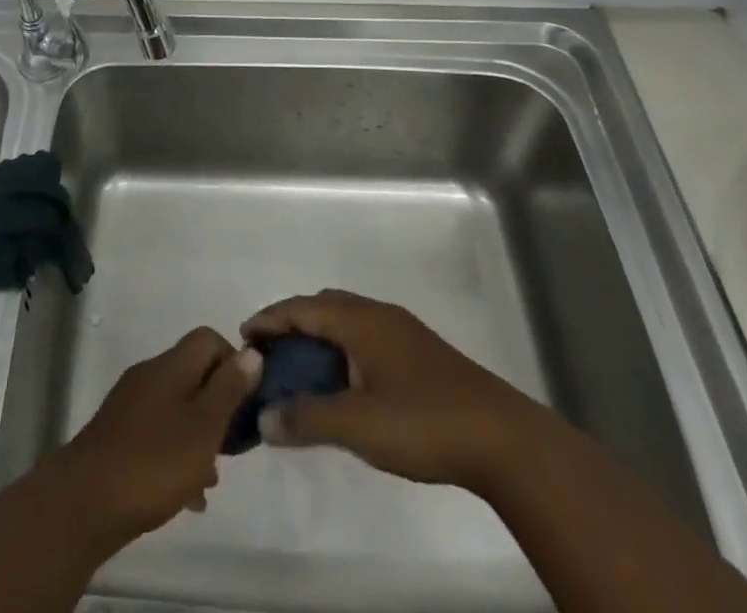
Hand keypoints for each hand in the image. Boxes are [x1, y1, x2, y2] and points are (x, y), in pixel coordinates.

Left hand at [49, 327, 261, 546]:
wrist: (85, 501)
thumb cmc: (154, 462)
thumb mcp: (204, 427)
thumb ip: (229, 389)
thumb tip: (251, 352)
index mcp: (171, 365)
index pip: (209, 338)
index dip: (234, 363)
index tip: (246, 402)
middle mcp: (150, 374)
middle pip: (194, 373)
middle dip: (218, 404)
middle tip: (232, 445)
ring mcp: (131, 403)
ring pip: (177, 406)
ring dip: (198, 433)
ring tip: (211, 477)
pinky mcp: (118, 433)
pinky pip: (158, 432)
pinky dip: (176, 453)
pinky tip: (186, 494)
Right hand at [242, 289, 530, 487]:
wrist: (503, 440)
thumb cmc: (423, 422)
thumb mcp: (357, 425)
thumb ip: (307, 419)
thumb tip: (265, 418)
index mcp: (360, 320)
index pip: (301, 307)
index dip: (270, 319)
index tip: (243, 336)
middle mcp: (378, 315)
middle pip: (323, 308)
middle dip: (292, 326)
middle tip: (270, 356)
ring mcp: (403, 333)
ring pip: (347, 323)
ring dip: (319, 340)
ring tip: (301, 373)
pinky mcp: (420, 355)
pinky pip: (365, 339)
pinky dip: (343, 352)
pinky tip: (345, 387)